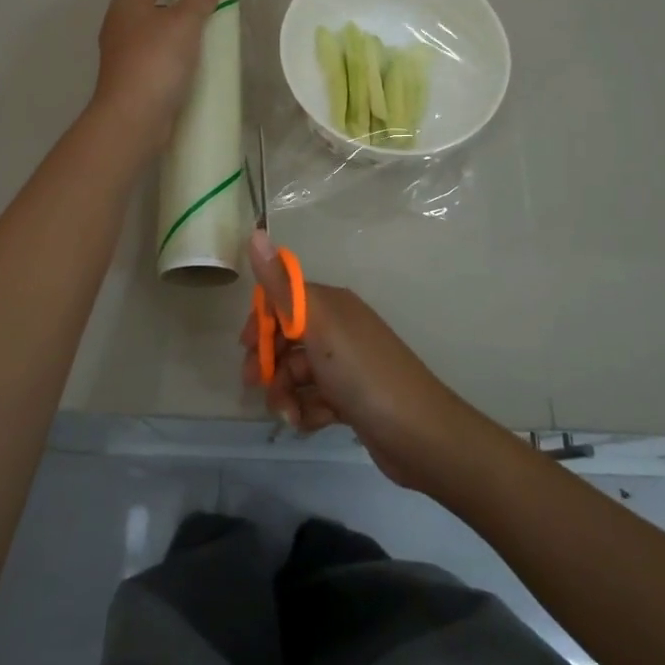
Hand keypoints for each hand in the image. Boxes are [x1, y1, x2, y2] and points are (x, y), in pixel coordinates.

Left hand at [90, 0, 224, 158]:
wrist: (133, 118)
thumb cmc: (156, 60)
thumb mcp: (184, 22)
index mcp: (127, 3)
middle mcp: (120, 24)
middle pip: (153, 4)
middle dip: (182, 4)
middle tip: (213, 8)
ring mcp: (123, 54)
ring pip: (155, 34)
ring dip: (179, 34)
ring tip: (210, 37)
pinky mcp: (132, 79)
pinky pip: (156, 59)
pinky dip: (174, 57)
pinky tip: (194, 66)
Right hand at [242, 231, 489, 490]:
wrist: (418, 433)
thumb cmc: (363, 373)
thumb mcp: (318, 326)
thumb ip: (282, 285)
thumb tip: (256, 231)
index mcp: (331, 305)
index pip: (282, 301)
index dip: (260, 323)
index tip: (245, 347)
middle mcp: (338, 329)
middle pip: (286, 339)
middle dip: (268, 364)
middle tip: (256, 386)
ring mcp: (345, 365)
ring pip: (297, 374)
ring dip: (285, 394)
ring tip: (289, 415)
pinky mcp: (350, 398)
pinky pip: (314, 398)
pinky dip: (307, 410)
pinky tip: (311, 423)